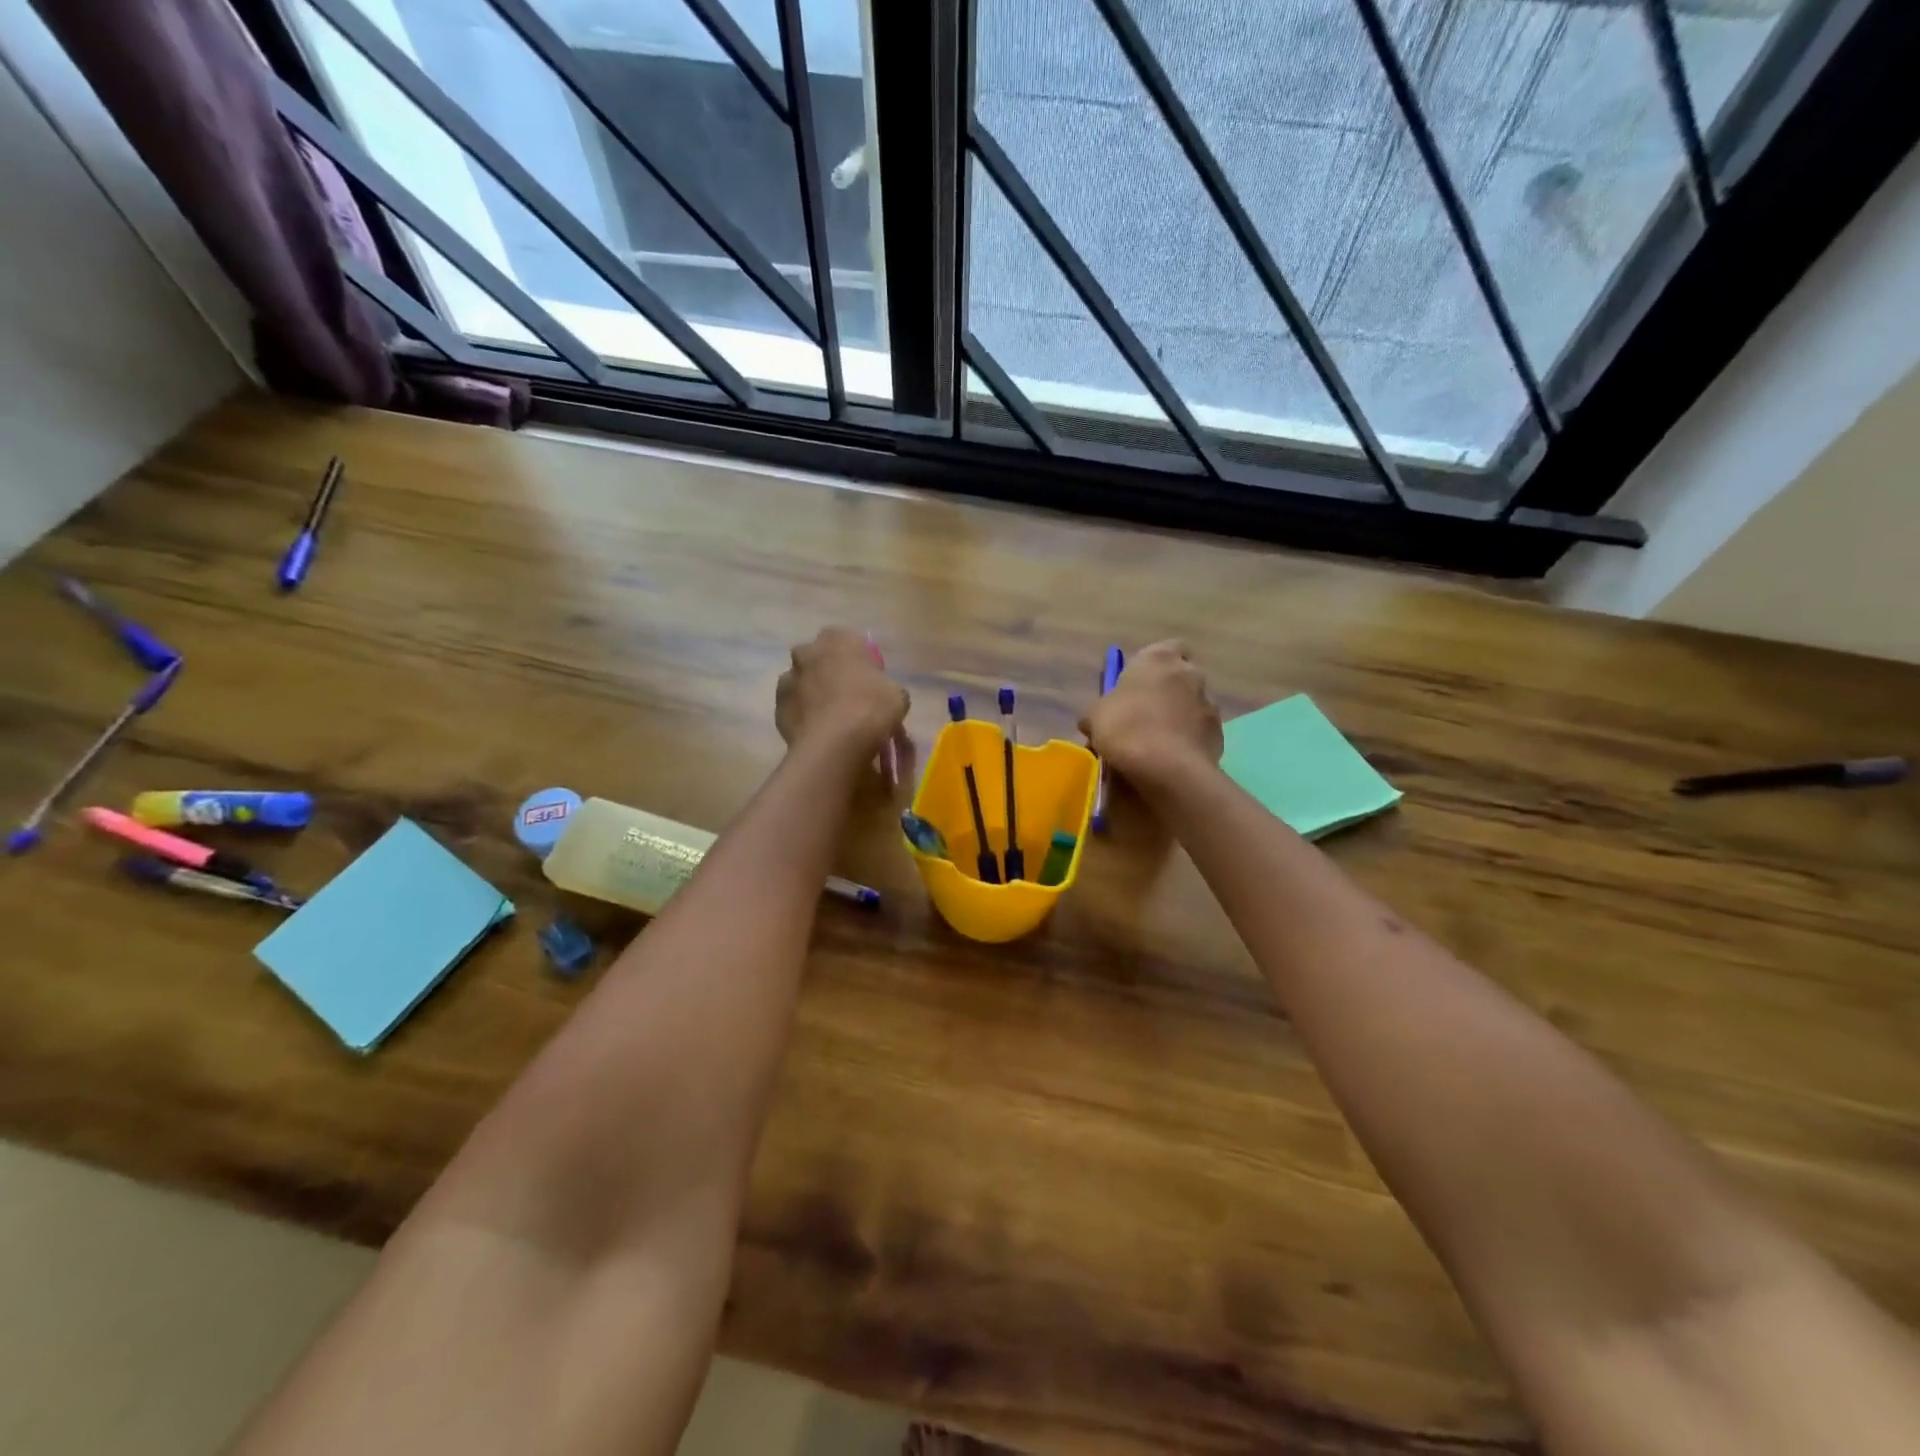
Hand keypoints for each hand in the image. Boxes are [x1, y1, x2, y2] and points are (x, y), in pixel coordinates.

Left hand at [776, 627, 908, 760]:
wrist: (835, 743)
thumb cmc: (871, 709)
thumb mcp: (897, 695)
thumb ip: (885, 686)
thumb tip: (882, 695)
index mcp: (839, 639)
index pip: (848, 640)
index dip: (858, 659)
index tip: (868, 679)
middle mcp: (808, 651)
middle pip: (819, 658)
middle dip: (829, 672)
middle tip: (848, 696)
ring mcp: (788, 678)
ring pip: (802, 682)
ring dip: (813, 693)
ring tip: (831, 719)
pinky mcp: (777, 706)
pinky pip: (793, 707)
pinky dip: (803, 715)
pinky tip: (818, 732)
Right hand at [1081, 640, 1222, 781]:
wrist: (1165, 767)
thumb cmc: (1124, 728)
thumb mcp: (1095, 717)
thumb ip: (1100, 710)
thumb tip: (1096, 720)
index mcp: (1158, 659)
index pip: (1166, 648)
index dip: (1153, 666)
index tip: (1138, 684)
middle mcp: (1190, 674)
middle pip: (1181, 677)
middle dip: (1168, 692)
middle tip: (1145, 715)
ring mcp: (1209, 704)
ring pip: (1193, 705)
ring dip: (1180, 717)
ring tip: (1158, 743)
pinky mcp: (1219, 733)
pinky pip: (1201, 732)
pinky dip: (1189, 741)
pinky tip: (1172, 759)